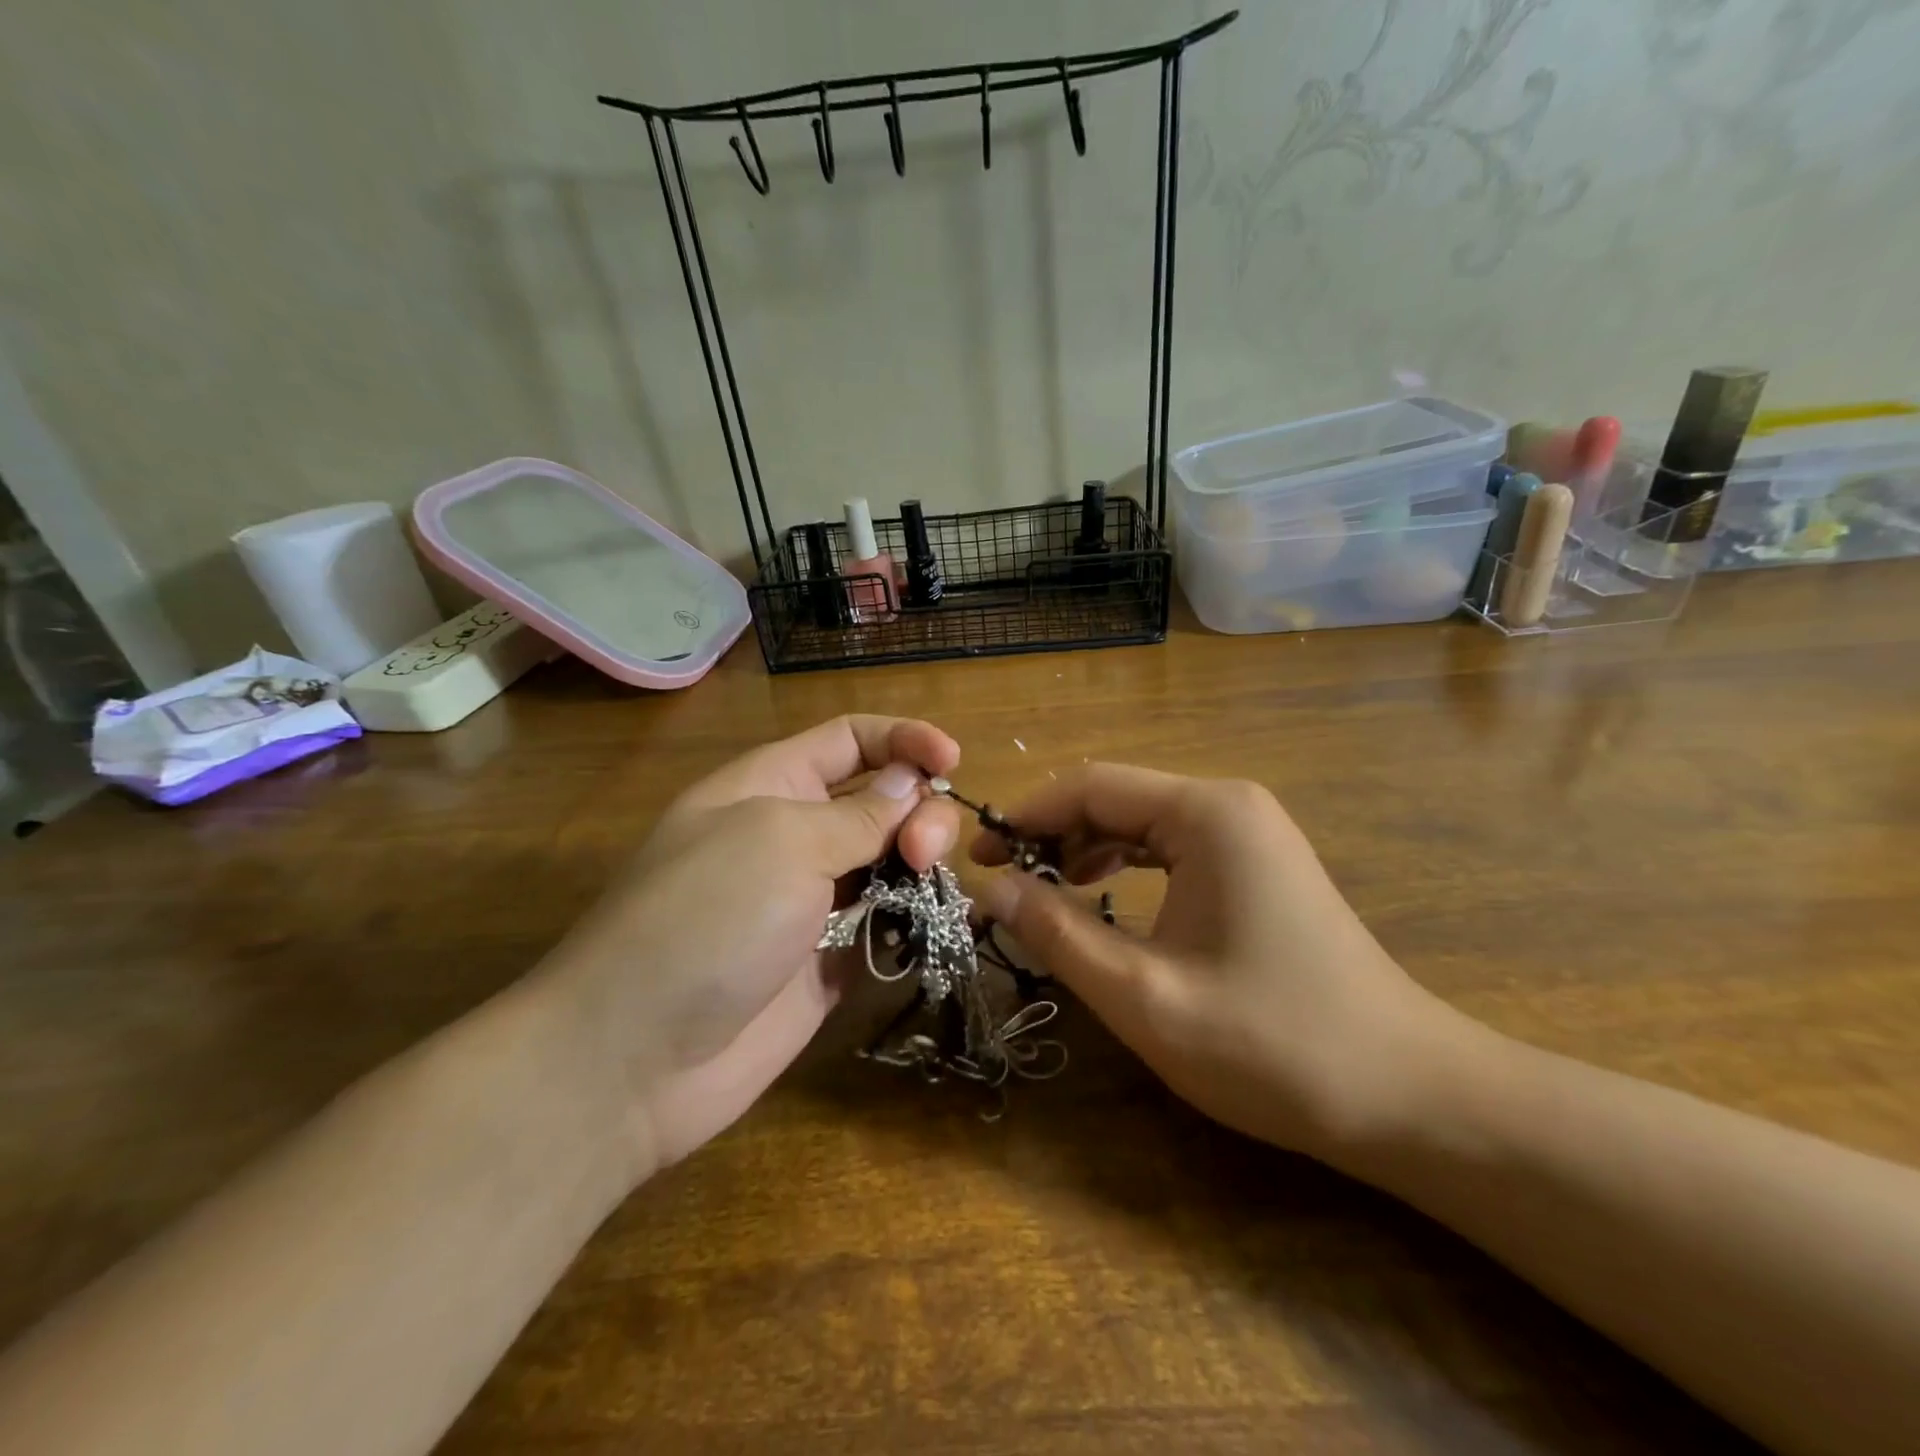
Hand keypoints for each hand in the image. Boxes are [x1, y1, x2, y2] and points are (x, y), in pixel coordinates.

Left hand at [543, 716, 961, 1175]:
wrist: (633, 1060)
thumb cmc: (705, 919)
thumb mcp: (781, 841)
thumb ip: (857, 814)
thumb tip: (909, 785)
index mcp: (772, 785)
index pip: (850, 740)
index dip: (903, 739)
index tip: (954, 760)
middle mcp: (794, 835)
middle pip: (881, 799)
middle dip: (918, 811)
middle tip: (924, 852)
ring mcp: (811, 901)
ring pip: (889, 861)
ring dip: (920, 864)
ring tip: (925, 887)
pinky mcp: (826, 961)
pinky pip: (883, 925)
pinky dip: (910, 920)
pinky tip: (924, 929)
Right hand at [971, 765, 1471, 1161]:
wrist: (1407, 1094)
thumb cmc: (1272, 1045)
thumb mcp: (1144, 995)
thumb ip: (1058, 933)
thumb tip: (992, 889)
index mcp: (1206, 814)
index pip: (1091, 786)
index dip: (1025, 816)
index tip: (976, 858)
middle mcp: (1229, 804)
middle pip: (1115, 797)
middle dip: (1051, 834)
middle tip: (1000, 883)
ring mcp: (1249, 832)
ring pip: (1141, 820)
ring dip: (1084, 849)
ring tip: (1040, 892)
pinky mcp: (1256, 863)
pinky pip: (1171, 845)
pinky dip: (1124, 865)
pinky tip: (1098, 894)